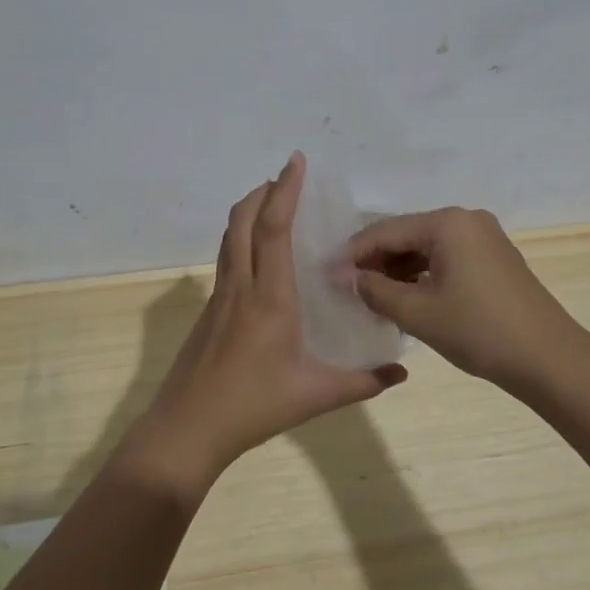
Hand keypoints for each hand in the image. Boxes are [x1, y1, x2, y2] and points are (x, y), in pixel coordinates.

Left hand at [125, 153, 408, 497]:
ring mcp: (219, 297)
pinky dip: (243, 239)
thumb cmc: (254, 407)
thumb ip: (363, 381)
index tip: (295, 162)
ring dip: (249, 212)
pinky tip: (261, 259)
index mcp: (270, 298)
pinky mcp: (209, 311)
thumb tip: (402, 372)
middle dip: (262, 191)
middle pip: (243, 221)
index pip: (274, 229)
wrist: (187, 428)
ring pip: (230, 238)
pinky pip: (227, 259)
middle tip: (287, 178)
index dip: (285, 191)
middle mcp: (241, 287)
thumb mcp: (316, 396)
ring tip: (274, 206)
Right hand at [346, 206, 586, 394]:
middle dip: (376, 261)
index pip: (386, 230)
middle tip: (348, 288)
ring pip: (426, 248)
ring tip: (372, 297)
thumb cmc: (479, 330)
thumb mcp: (418, 313)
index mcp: (447, 223)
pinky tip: (405, 297)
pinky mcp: (494, 258)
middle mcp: (466, 220)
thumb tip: (350, 279)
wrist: (549, 358)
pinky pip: (447, 258)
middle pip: (407, 234)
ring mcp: (484, 238)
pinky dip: (423, 275)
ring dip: (398, 270)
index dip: (354, 254)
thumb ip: (376, 291)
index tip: (327, 275)